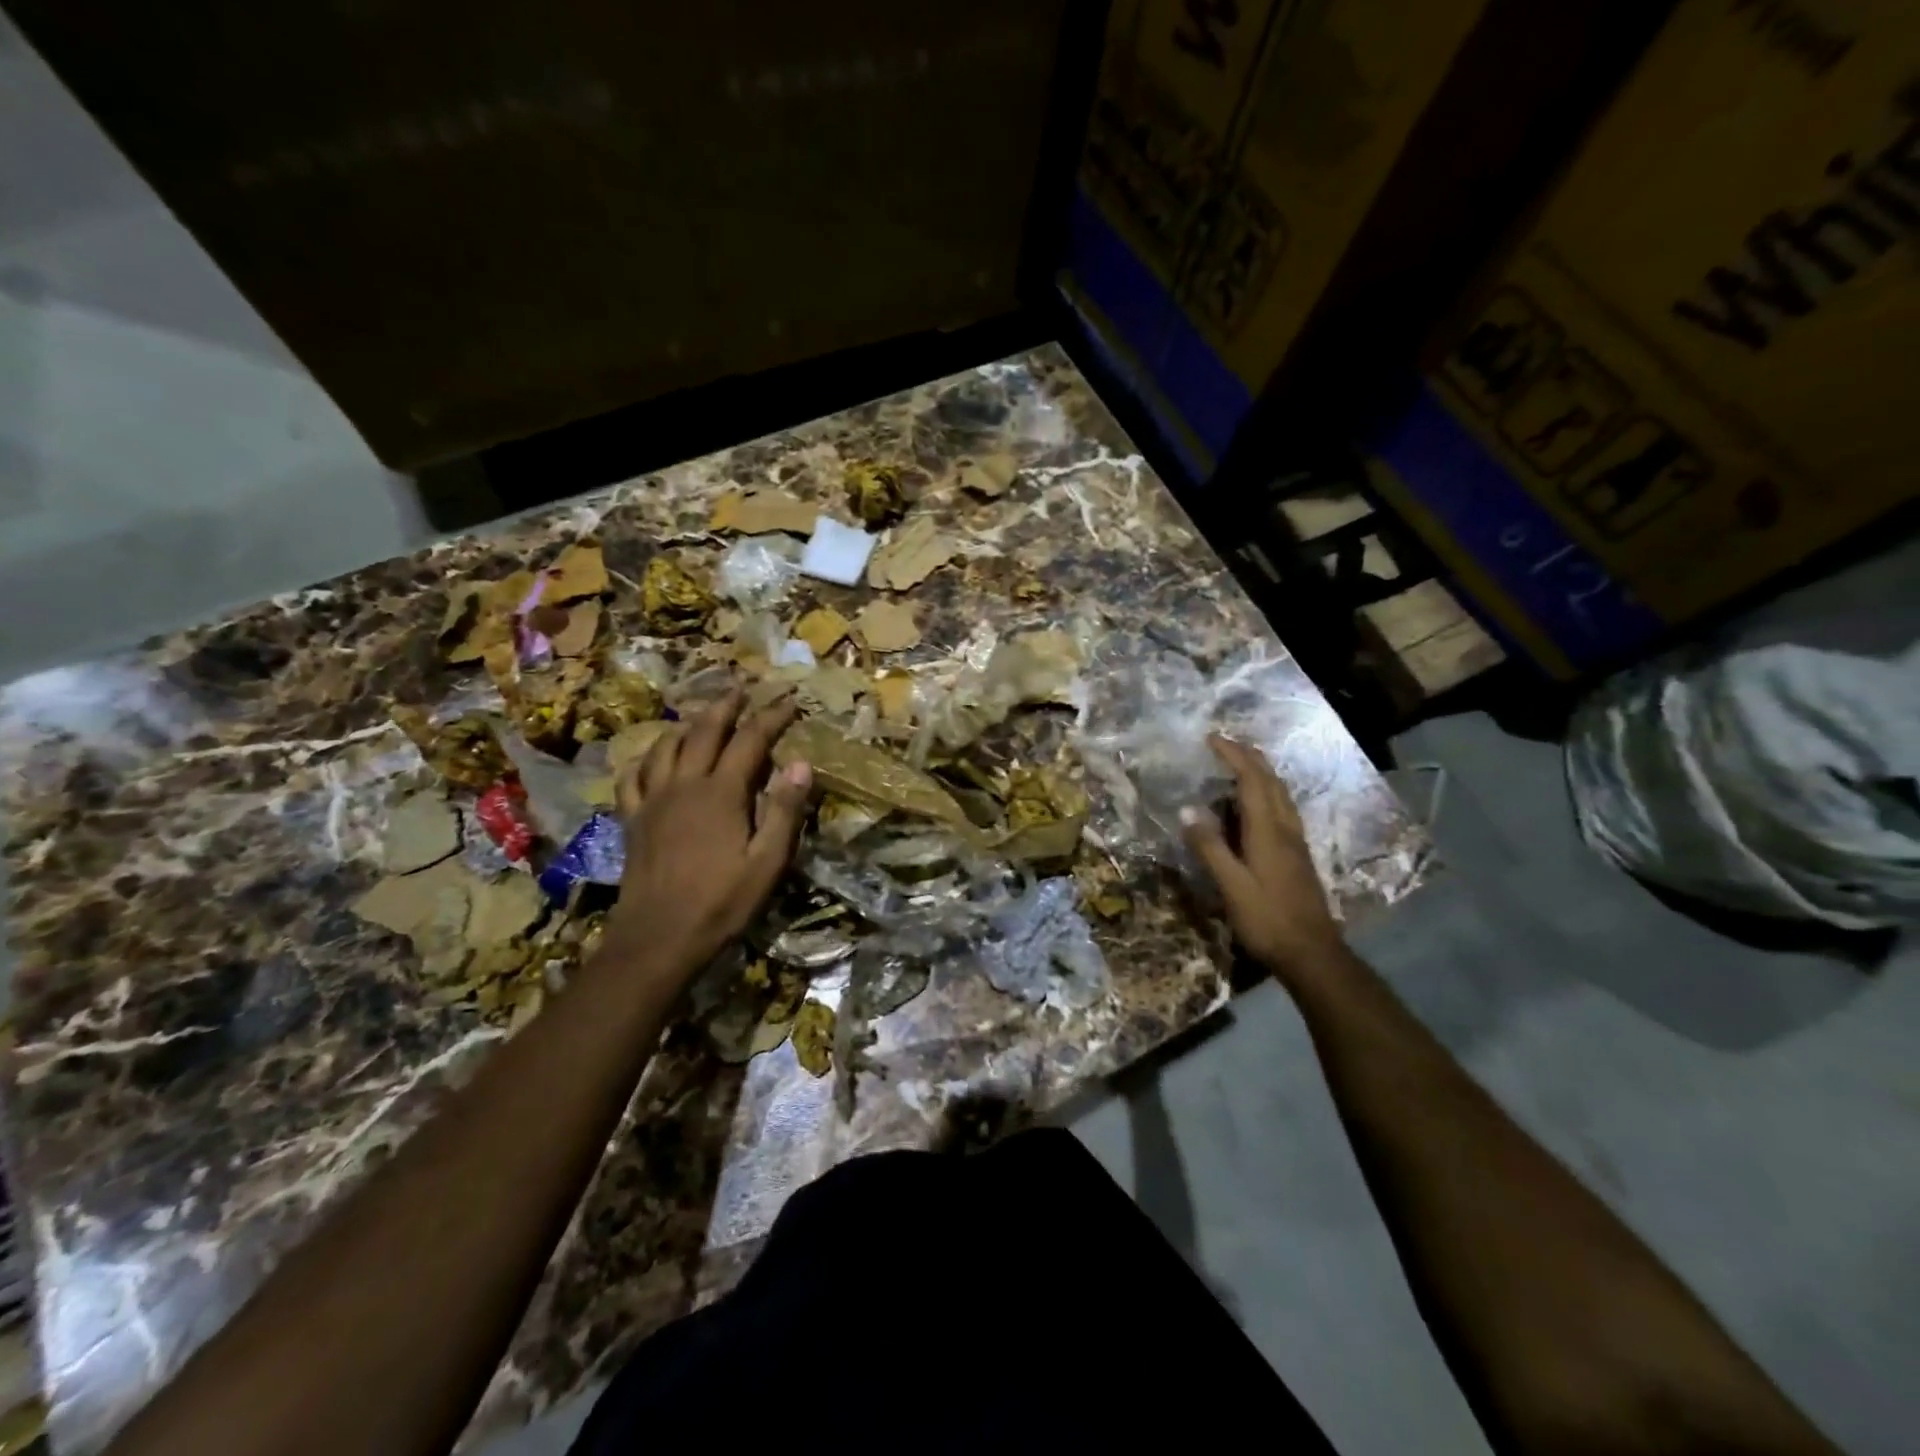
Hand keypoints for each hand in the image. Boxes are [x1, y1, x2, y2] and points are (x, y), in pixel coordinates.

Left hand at [601, 692, 811, 983]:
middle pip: (704, 731)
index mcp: (721, 792)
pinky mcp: (633, 819)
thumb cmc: (722, 901)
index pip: (750, 740)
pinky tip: (652, 758)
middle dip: (726, 706)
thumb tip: (801, 763)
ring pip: (666, 746)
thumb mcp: (767, 861)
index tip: (790, 701)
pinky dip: (645, 758)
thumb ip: (784, 809)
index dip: (771, 717)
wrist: (659, 937)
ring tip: (701, 717)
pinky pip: (633, 776)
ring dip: (687, 725)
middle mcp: (684, 784)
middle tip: (742, 690)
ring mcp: (653, 800)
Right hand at [1181, 734, 1344, 988]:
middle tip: (1226, 743)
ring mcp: (1296, 842)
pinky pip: (1283, 809)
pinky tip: (1259, 804)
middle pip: (1271, 781)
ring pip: (1281, 794)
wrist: (1313, 954)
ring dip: (1262, 772)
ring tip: (1241, 763)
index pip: (1251, 780)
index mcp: (1268, 831)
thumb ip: (1210, 847)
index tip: (1212, 738)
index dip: (1233, 756)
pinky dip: (1268, 792)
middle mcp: (1285, 829)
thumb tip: (1188, 809)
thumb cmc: (1268, 920)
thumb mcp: (1232, 886)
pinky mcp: (1298, 856)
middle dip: (1250, 756)